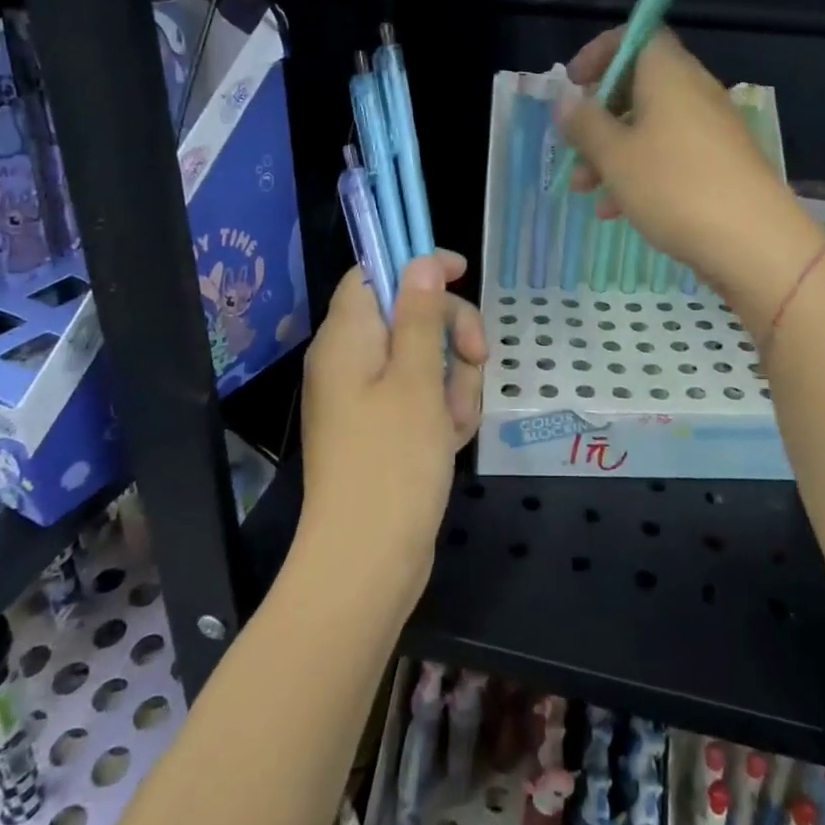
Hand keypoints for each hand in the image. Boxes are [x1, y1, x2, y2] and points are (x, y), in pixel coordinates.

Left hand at [299, 251, 486, 599]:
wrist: (367, 563)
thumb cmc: (392, 462)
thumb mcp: (418, 379)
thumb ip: (422, 315)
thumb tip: (420, 261)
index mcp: (347, 338)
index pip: (374, 274)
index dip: (416, 266)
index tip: (462, 272)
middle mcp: (350, 361)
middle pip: (409, 315)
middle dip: (452, 333)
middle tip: (477, 358)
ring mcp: (366, 398)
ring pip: (426, 359)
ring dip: (454, 381)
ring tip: (454, 422)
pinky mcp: (382, 430)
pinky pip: (422, 398)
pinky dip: (443, 411)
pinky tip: (451, 441)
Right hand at [556, 28, 824, 319]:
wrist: (754, 242)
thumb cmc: (675, 187)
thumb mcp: (615, 156)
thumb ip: (585, 124)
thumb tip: (567, 100)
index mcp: (669, 74)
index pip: (637, 35)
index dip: (600, 52)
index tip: (574, 83)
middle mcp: (693, 92)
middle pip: (638, 86)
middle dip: (598, 117)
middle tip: (572, 145)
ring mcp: (710, 130)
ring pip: (649, 127)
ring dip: (612, 152)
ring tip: (584, 189)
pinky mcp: (720, 164)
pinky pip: (670, 155)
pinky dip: (640, 172)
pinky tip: (616, 211)